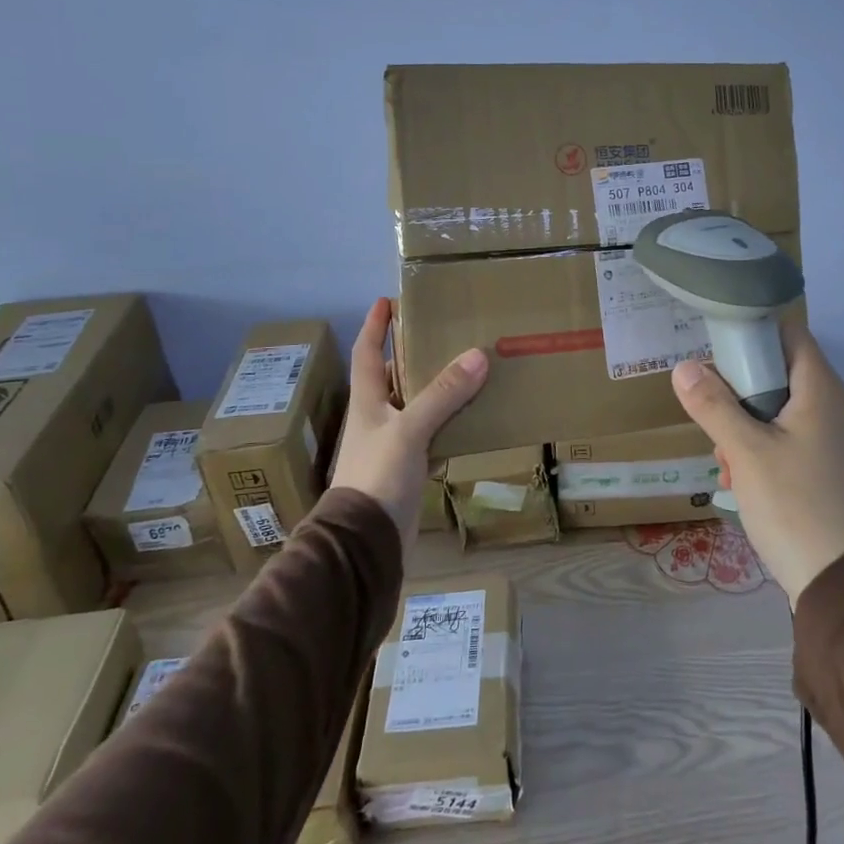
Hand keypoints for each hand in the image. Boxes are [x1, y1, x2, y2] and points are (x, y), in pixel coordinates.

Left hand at [327, 298, 486, 559]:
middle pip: (392, 378)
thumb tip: (477, 355)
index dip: (374, 326)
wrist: (366, 543)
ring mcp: (392, 446)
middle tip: (442, 333)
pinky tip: (472, 419)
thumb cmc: (377, 477)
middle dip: (411, 354)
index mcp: (367, 403)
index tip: (386, 300)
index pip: (366, 353)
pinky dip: (449, 424)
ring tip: (466, 369)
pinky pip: (432, 436)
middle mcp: (376, 420)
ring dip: (436, 390)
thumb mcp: (410, 430)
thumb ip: (442, 394)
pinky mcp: (408, 470)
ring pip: (416, 407)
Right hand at [671, 323, 843, 606]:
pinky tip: (744, 483)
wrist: (842, 583)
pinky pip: (791, 440)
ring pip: (780, 411)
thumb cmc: (795, 504)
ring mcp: (836, 440)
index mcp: (822, 390)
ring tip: (727, 463)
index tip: (717, 350)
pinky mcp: (831, 468)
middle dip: (739, 393)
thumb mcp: (746, 451)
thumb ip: (713, 405)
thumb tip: (684, 367)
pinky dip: (764, 450)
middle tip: (714, 420)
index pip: (789, 333)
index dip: (753, 332)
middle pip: (779, 373)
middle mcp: (835, 407)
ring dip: (746, 427)